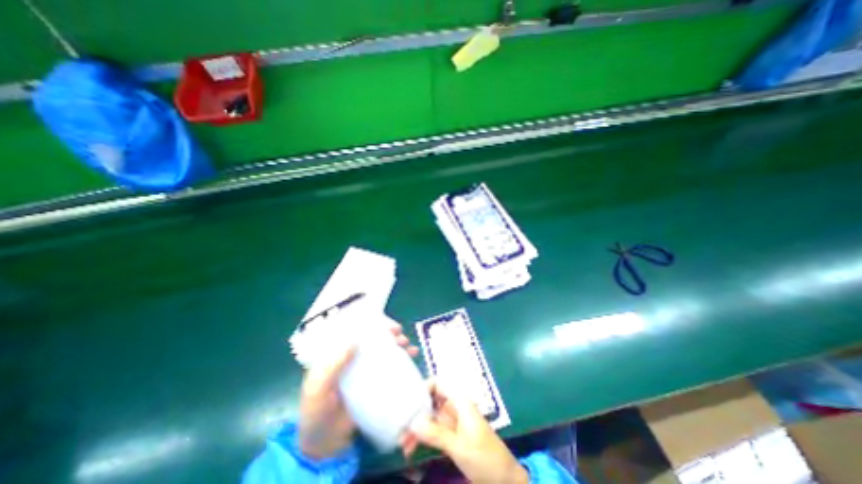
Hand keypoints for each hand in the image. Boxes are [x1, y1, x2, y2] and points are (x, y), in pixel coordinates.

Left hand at [298, 323, 416, 458]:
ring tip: (409, 346)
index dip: (372, 326)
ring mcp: (366, 373)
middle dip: (389, 335)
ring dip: (398, 346)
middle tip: (399, 333)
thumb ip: (333, 366)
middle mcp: (354, 360)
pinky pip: (390, 370)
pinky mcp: (376, 385)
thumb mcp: (318, 388)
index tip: (385, 324)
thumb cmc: (315, 412)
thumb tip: (354, 341)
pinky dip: (402, 363)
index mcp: (339, 356)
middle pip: (374, 342)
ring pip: (384, 354)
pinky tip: (412, 358)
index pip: (357, 334)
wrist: (324, 445)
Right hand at [405, 381, 532, 483]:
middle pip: (430, 402)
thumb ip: (436, 433)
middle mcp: (454, 407)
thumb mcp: (459, 446)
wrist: (505, 481)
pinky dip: (422, 438)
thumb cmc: (485, 457)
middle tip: (399, 427)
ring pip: (429, 418)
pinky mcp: (451, 436)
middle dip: (415, 413)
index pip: (438, 384)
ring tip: (402, 444)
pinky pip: (432, 432)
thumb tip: (413, 422)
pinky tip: (411, 449)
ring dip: (416, 429)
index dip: (423, 388)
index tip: (408, 401)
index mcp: (459, 401)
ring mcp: (452, 422)